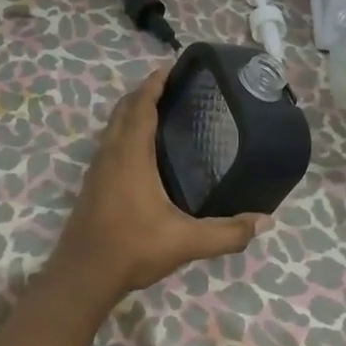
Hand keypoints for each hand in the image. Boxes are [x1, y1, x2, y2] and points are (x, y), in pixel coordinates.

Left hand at [48, 65, 272, 308]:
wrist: (82, 277)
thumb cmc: (132, 248)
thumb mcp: (185, 242)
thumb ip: (226, 232)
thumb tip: (263, 221)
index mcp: (130, 154)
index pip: (141, 105)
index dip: (155, 83)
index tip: (173, 68)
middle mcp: (111, 152)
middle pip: (124, 108)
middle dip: (145, 91)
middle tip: (174, 87)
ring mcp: (97, 168)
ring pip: (113, 125)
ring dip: (132, 110)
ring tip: (161, 111)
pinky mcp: (92, 184)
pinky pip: (109, 142)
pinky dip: (125, 130)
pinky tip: (143, 150)